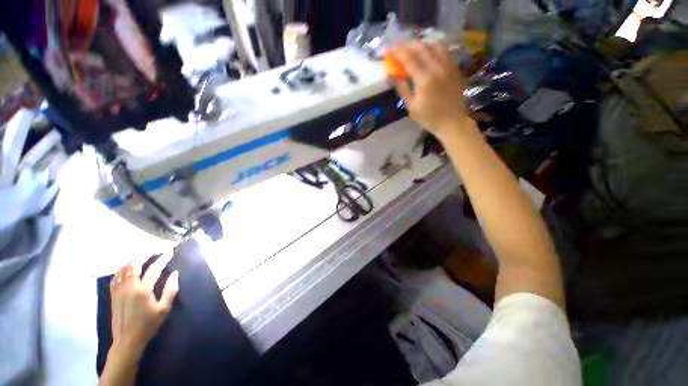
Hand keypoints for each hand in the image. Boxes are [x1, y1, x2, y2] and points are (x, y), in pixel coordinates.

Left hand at [109, 252, 178, 361]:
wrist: (127, 340)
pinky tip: (124, 269)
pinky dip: (120, 270)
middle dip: (145, 257)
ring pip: (123, 270)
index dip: (163, 259)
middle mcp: (129, 287)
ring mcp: (119, 291)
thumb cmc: (148, 325)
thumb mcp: (164, 309)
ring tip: (140, 258)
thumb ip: (170, 290)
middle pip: (135, 266)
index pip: (154, 269)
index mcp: (143, 290)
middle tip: (153, 252)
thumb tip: (175, 273)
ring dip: (132, 262)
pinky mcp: (113, 296)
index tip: (170, 251)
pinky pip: (115, 278)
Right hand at [391, 41, 472, 140]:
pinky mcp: (454, 67)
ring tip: (413, 48)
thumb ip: (402, 88)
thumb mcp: (411, 106)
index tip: (390, 51)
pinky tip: (428, 52)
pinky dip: (433, 48)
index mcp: (425, 79)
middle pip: (421, 48)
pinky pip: (444, 51)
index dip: (398, 53)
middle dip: (408, 45)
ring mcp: (448, 65)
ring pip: (434, 45)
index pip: (409, 59)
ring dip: (421, 44)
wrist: (452, 121)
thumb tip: (390, 75)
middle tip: (399, 48)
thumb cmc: (429, 117)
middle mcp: (437, 67)